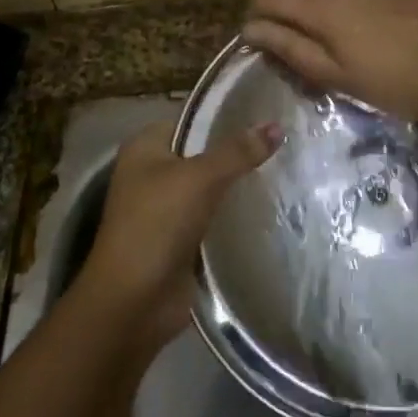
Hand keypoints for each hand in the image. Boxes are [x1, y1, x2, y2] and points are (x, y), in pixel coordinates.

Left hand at [77, 120, 280, 353]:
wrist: (133, 302)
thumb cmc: (157, 225)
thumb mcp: (199, 178)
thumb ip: (238, 152)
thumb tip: (277, 125)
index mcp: (145, 147)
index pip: (191, 120)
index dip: (225, 116)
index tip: (266, 114)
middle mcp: (152, 173)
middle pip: (203, 154)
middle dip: (237, 152)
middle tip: (284, 143)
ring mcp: (166, 209)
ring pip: (211, 187)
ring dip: (238, 186)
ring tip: (285, 170)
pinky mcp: (181, 240)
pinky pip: (214, 217)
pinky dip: (234, 215)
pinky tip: (269, 207)